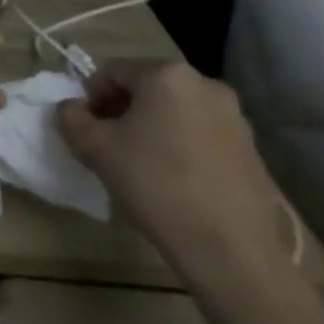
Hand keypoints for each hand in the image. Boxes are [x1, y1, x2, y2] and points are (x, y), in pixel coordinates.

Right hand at [56, 59, 290, 290]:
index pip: (111, 71)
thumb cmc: (156, 185)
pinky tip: (173, 180)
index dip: (90, 96)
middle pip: (146, 88)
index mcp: (166, 74)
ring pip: (174, 111)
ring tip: (140, 164)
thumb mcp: (94, 148)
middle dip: (121, 110)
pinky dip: (180, 146)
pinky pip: (201, 135)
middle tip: (108, 143)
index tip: (85, 127)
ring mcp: (235, 119)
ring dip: (151, 127)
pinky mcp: (253, 151)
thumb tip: (72, 109)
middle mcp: (205, 85)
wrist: (232, 252)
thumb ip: (70, 117)